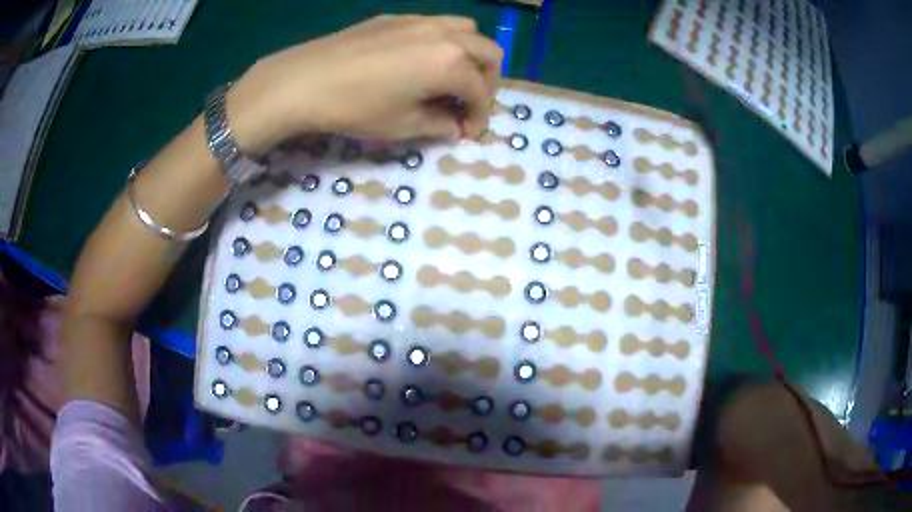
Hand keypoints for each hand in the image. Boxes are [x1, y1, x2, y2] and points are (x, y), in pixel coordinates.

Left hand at [227, 15, 502, 154]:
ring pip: (467, 29)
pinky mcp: (397, 17)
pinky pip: (437, 24)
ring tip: (452, 76)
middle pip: (489, 52)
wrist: (305, 79)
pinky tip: (421, 60)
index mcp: (451, 63)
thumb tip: (455, 126)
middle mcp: (445, 34)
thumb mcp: (402, 126)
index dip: (479, 117)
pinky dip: (444, 41)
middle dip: (487, 81)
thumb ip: (439, 124)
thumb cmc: (356, 107)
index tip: (467, 133)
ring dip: (471, 54)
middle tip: (468, 102)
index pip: (481, 92)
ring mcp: (421, 20)